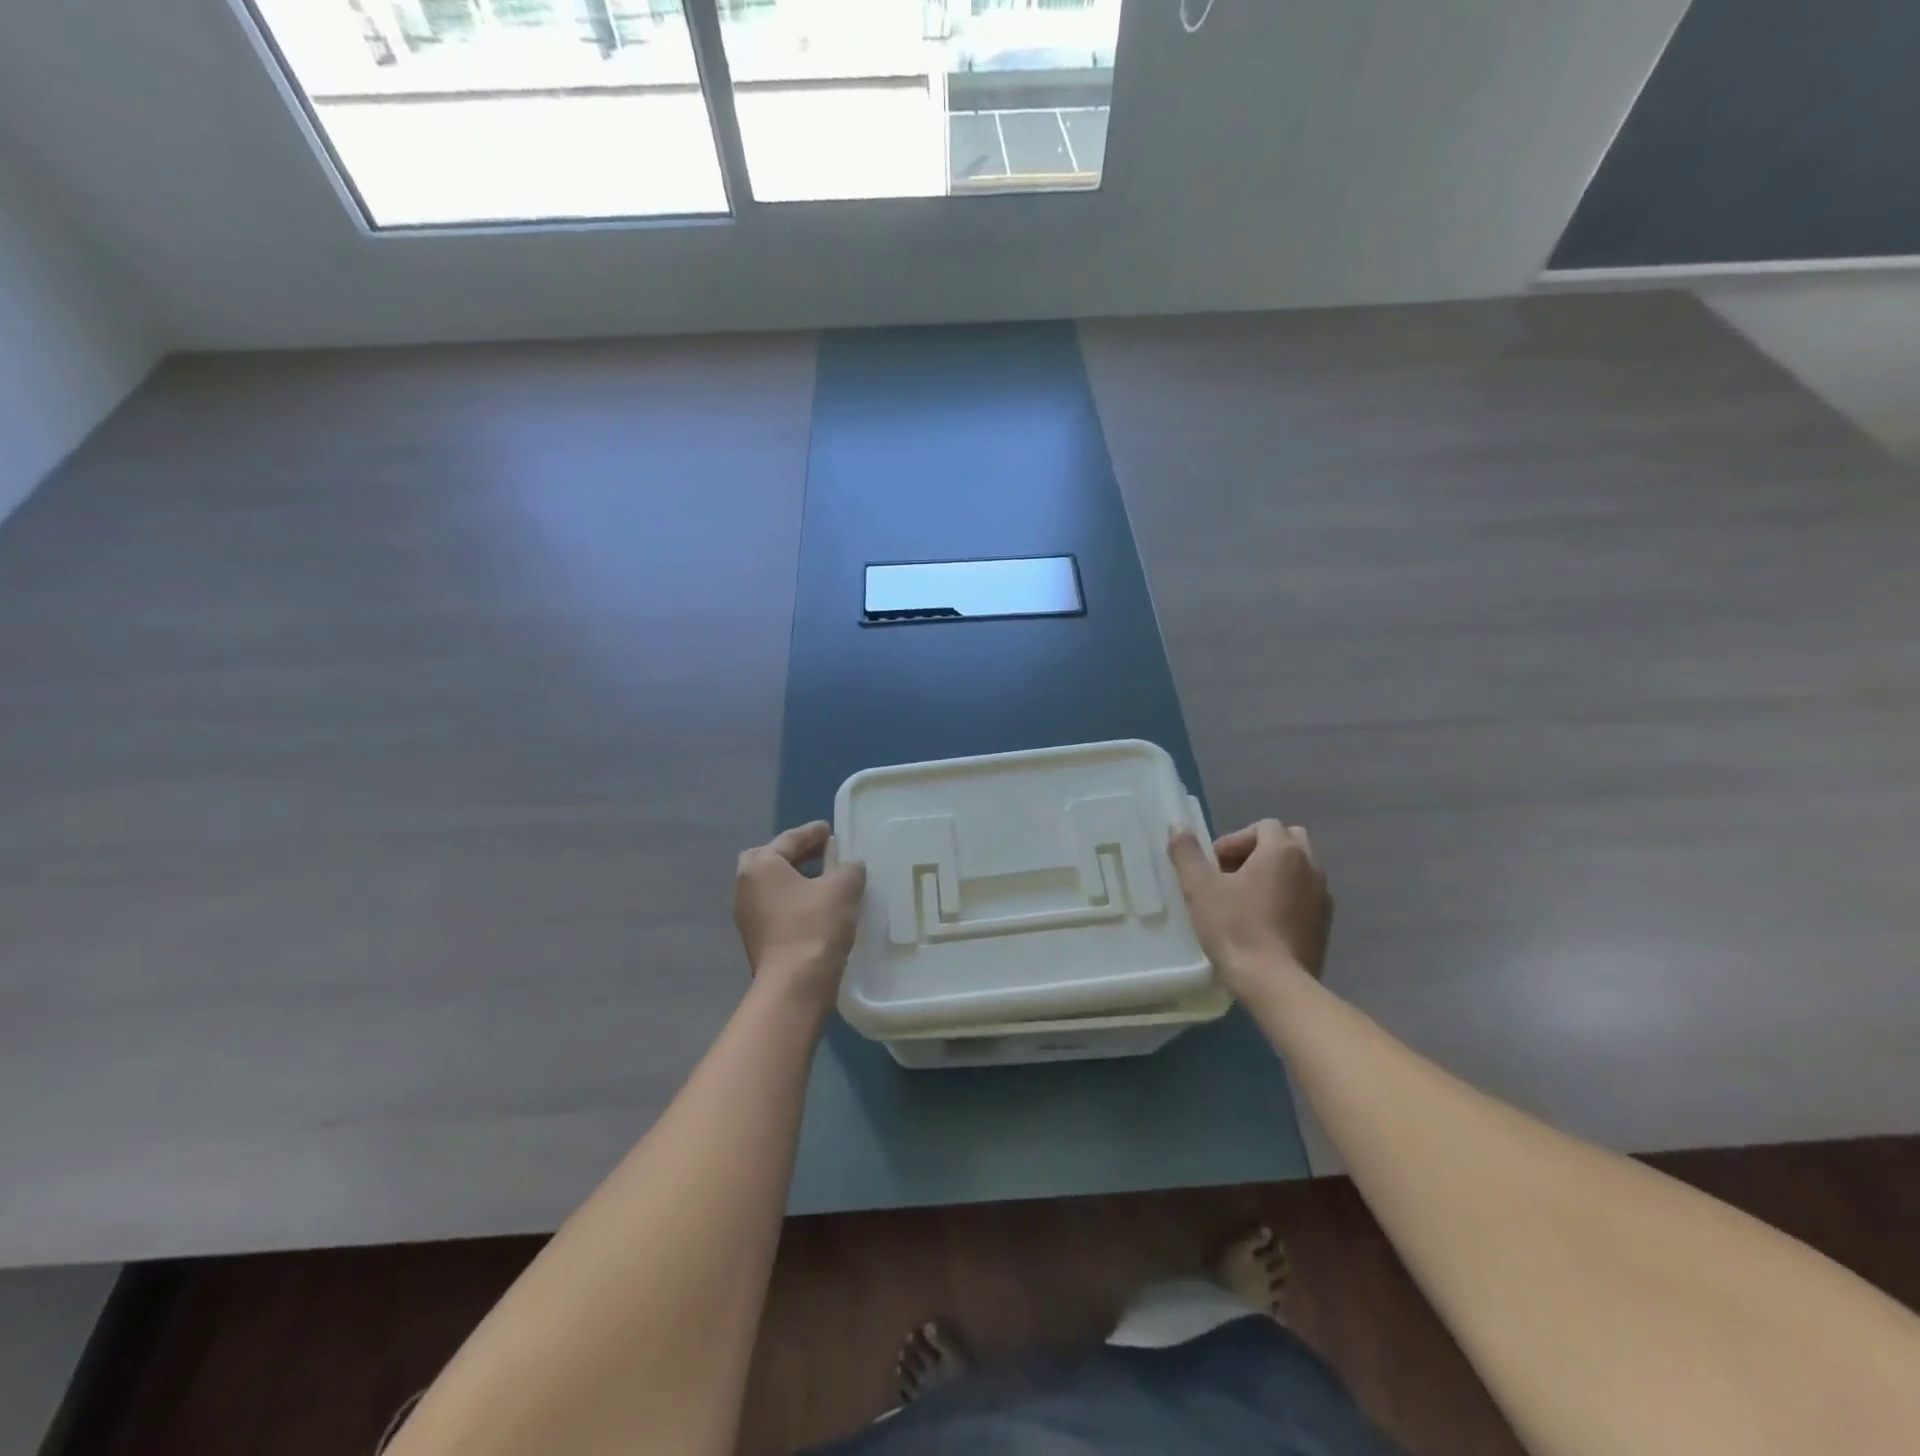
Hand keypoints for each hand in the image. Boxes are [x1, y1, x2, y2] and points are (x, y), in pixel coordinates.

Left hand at [733, 821, 866, 1010]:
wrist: (795, 985)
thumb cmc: (815, 925)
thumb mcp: (843, 887)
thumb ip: (849, 868)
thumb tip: (850, 865)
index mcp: (761, 865)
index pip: (789, 839)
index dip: (813, 832)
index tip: (830, 829)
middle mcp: (746, 886)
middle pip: (771, 859)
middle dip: (796, 855)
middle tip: (822, 853)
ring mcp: (747, 915)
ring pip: (773, 886)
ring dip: (797, 880)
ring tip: (826, 880)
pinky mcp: (756, 938)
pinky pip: (776, 907)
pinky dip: (795, 901)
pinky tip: (819, 907)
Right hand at [1168, 819, 1331, 993]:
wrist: (1275, 984)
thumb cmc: (1236, 928)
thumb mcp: (1199, 888)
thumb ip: (1187, 853)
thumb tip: (1177, 826)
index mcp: (1284, 851)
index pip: (1262, 826)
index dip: (1234, 841)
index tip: (1213, 866)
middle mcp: (1311, 866)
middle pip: (1286, 842)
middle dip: (1257, 853)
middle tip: (1231, 877)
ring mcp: (1323, 897)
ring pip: (1297, 870)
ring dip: (1272, 876)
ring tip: (1244, 901)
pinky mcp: (1325, 925)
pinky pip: (1304, 897)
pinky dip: (1285, 899)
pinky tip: (1262, 924)